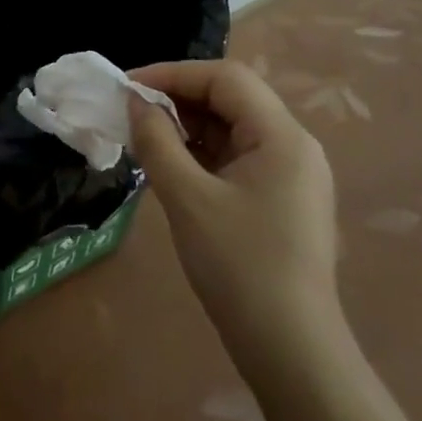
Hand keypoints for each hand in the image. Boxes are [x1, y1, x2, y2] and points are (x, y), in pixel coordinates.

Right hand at [126, 57, 340, 368]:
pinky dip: (201, 153)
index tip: (127, 87)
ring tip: (143, 138)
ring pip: (232, 129)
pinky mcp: (281, 199)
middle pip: (232, 99)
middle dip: (177, 98)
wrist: (289, 347)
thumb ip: (157, 142)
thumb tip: (135, 103)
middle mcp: (294, 146)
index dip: (173, 74)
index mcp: (282, 137)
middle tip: (130, 112)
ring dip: (187, 127)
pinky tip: (170, 166)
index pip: (225, 78)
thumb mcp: (187, 198)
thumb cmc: (238, 265)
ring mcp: (291, 174)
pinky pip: (236, 157)